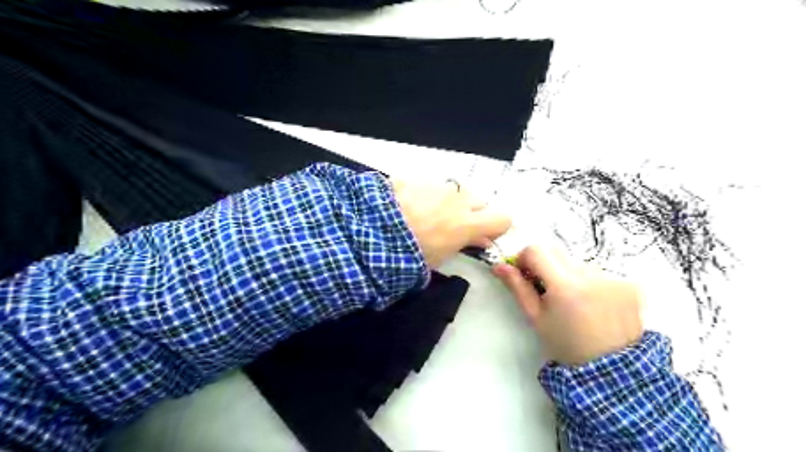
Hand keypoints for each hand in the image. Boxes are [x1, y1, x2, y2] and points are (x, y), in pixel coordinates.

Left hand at [396, 179, 512, 268]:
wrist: (373, 231)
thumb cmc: (409, 253)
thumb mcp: (440, 257)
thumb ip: (464, 244)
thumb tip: (481, 240)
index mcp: (467, 223)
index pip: (502, 219)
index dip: (497, 227)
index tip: (485, 235)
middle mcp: (457, 200)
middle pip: (479, 202)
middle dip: (472, 213)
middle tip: (453, 226)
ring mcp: (437, 187)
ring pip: (454, 192)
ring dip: (448, 203)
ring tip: (426, 215)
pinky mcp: (417, 179)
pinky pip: (430, 186)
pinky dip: (426, 195)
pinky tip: (408, 206)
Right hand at [491, 245, 642, 364]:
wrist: (612, 371)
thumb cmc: (566, 344)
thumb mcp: (536, 318)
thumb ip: (518, 287)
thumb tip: (499, 266)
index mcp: (565, 285)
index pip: (536, 250)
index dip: (524, 258)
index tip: (525, 274)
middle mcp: (591, 275)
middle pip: (556, 252)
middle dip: (545, 265)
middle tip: (545, 289)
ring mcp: (613, 278)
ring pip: (576, 262)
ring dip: (568, 275)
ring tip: (573, 302)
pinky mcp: (629, 284)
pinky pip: (598, 273)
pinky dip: (589, 283)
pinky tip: (592, 304)